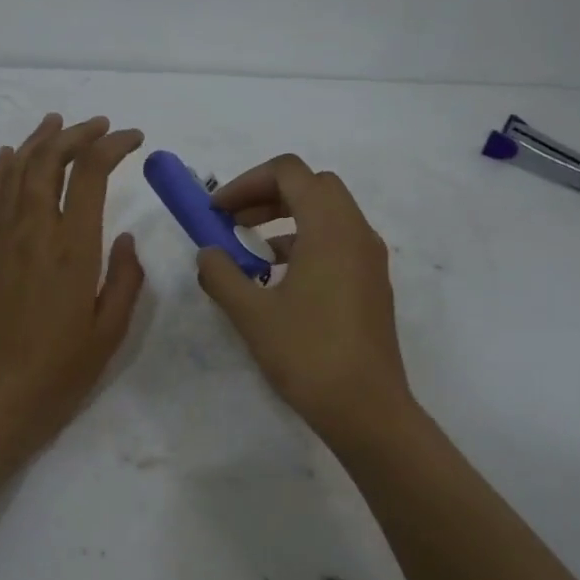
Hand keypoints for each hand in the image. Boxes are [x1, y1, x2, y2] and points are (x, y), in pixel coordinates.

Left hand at [0, 113, 145, 456]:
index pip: (89, 174)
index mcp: (71, 249)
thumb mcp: (111, 331)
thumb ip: (125, 279)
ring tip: (57, 122)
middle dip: (76, 134)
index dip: (111, 146)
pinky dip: (0, 170)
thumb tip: (126, 238)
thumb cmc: (60, 373)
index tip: (134, 139)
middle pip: (48, 161)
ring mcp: (2, 242)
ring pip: (15, 172)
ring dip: (37, 141)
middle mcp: (33, 233)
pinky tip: (8, 156)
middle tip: (100, 125)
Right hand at [195, 154, 413, 442]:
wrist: (366, 408)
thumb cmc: (308, 354)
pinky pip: (337, 242)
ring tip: (250, 253)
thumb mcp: (252, 314)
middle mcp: (357, 232)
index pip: (289, 172)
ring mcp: (369, 258)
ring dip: (286, 219)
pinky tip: (278, 280)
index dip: (246, 182)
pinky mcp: (372, 283)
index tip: (217, 211)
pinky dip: (305, 243)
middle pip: (313, 185)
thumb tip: (208, 254)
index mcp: (330, 228)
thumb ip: (222, 275)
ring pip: (327, 214)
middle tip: (233, 222)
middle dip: (267, 194)